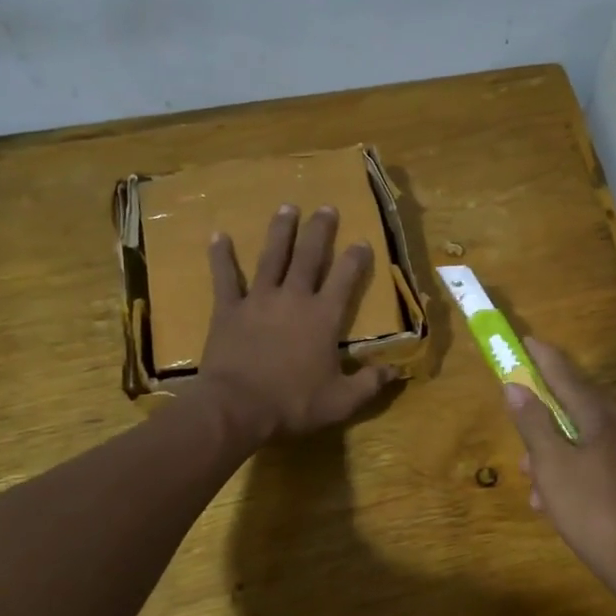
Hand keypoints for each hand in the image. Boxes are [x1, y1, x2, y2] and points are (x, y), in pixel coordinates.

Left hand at [197, 205, 397, 439]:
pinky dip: (222, 256)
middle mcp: (294, 298)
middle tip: (326, 208)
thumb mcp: (341, 401)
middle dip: (319, 231)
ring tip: (287, 207)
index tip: (361, 241)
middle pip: (309, 256)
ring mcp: (258, 300)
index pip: (345, 278)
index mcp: (324, 317)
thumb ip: (370, 383)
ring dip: (280, 231)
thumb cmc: (293, 404)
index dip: (355, 258)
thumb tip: (396, 370)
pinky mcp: (228, 310)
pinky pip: (225, 277)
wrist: (237, 408)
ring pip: (272, 257)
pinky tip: (219, 236)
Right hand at [503, 340, 615, 601]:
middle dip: (546, 425)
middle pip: (578, 411)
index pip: (567, 378)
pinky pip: (603, 463)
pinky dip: (579, 473)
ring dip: (559, 457)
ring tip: (537, 488)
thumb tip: (516, 387)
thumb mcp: (552, 466)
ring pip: (588, 442)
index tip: (527, 341)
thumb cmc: (590, 509)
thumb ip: (533, 423)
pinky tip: (561, 502)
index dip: (544, 359)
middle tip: (524, 449)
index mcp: (604, 418)